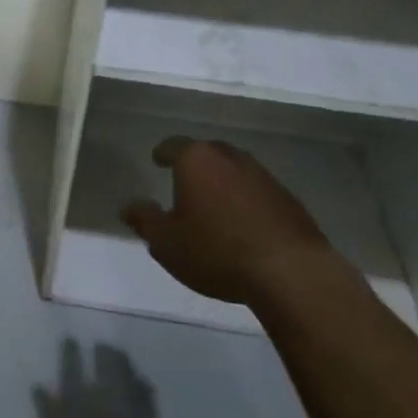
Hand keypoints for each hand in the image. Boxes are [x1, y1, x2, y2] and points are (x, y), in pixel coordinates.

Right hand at [121, 137, 330, 304]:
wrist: (290, 271)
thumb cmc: (216, 251)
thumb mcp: (167, 243)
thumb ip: (145, 221)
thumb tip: (127, 207)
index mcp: (196, 160)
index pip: (173, 146)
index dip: (163, 153)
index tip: (157, 161)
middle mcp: (230, 158)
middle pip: (207, 153)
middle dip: (195, 164)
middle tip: (185, 182)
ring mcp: (263, 175)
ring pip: (235, 169)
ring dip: (223, 181)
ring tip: (215, 204)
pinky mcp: (288, 197)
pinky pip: (258, 190)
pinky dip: (246, 199)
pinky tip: (244, 223)